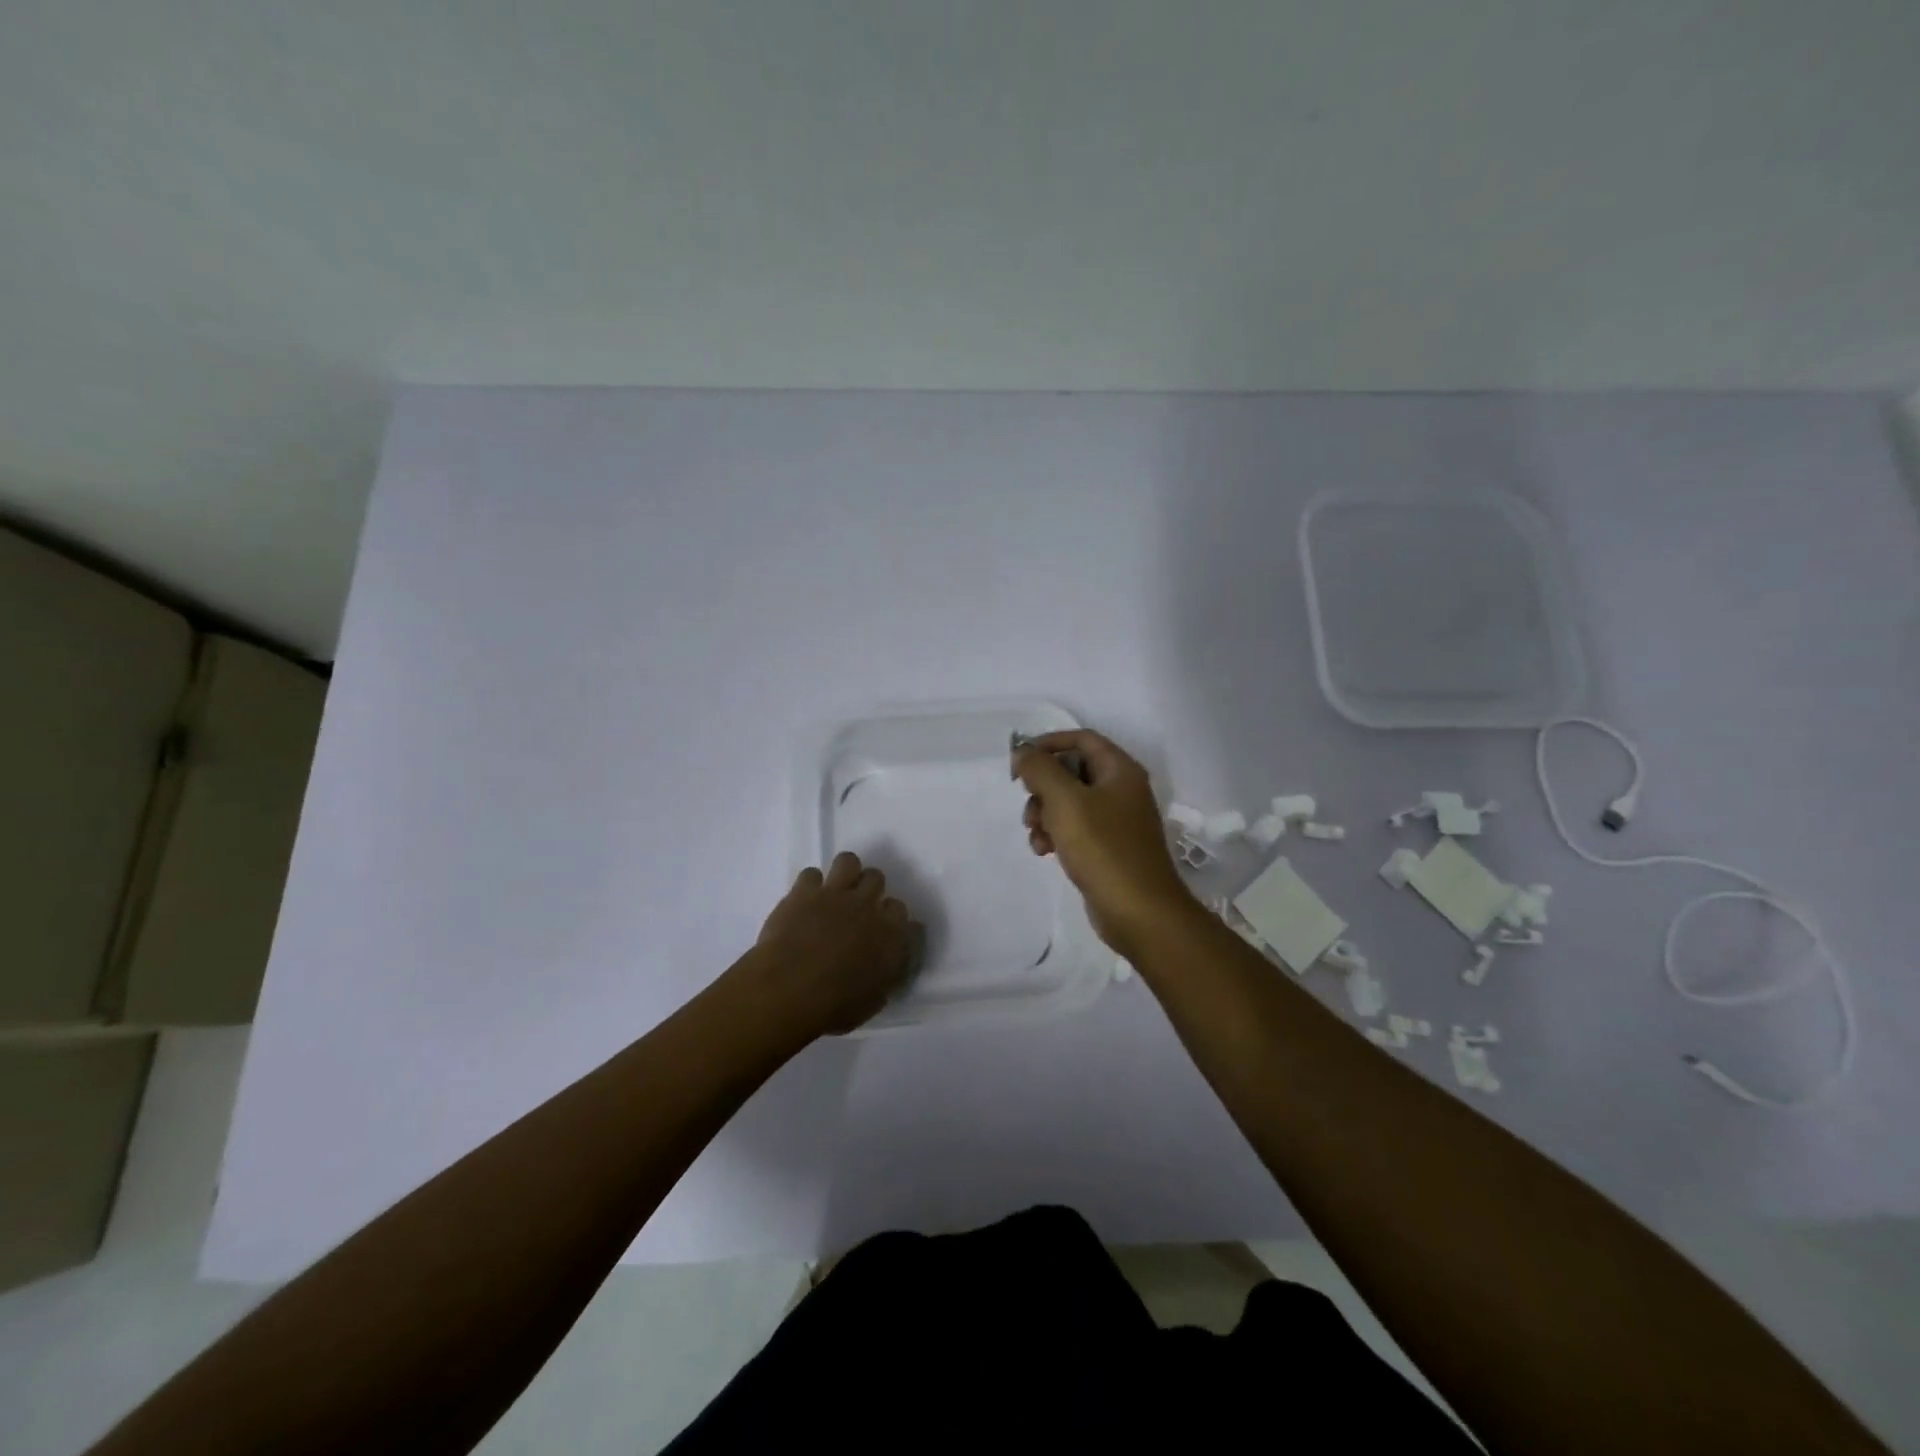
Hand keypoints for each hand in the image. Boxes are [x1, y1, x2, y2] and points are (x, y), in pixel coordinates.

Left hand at [746, 852, 923, 1036]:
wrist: (788, 989)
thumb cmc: (833, 1006)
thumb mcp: (871, 1002)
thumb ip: (885, 977)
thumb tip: (888, 968)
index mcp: (889, 934)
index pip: (901, 909)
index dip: (890, 917)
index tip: (881, 928)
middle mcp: (866, 906)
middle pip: (877, 877)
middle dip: (868, 889)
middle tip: (856, 907)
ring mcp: (834, 894)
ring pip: (848, 861)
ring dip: (844, 873)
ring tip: (834, 891)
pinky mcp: (804, 891)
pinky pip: (811, 873)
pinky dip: (809, 886)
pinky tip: (804, 901)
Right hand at [1015, 729, 1195, 954]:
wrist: (1140, 913)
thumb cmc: (1104, 849)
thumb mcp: (1065, 802)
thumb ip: (1040, 770)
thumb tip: (1023, 751)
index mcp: (1120, 770)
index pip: (1081, 738)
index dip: (1048, 743)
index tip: (1020, 761)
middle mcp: (1121, 790)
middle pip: (1071, 771)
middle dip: (1043, 787)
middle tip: (1028, 806)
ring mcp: (1116, 821)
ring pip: (1069, 802)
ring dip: (1044, 814)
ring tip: (1036, 835)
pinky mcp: (1108, 848)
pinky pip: (1075, 829)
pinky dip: (1056, 834)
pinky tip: (1044, 851)